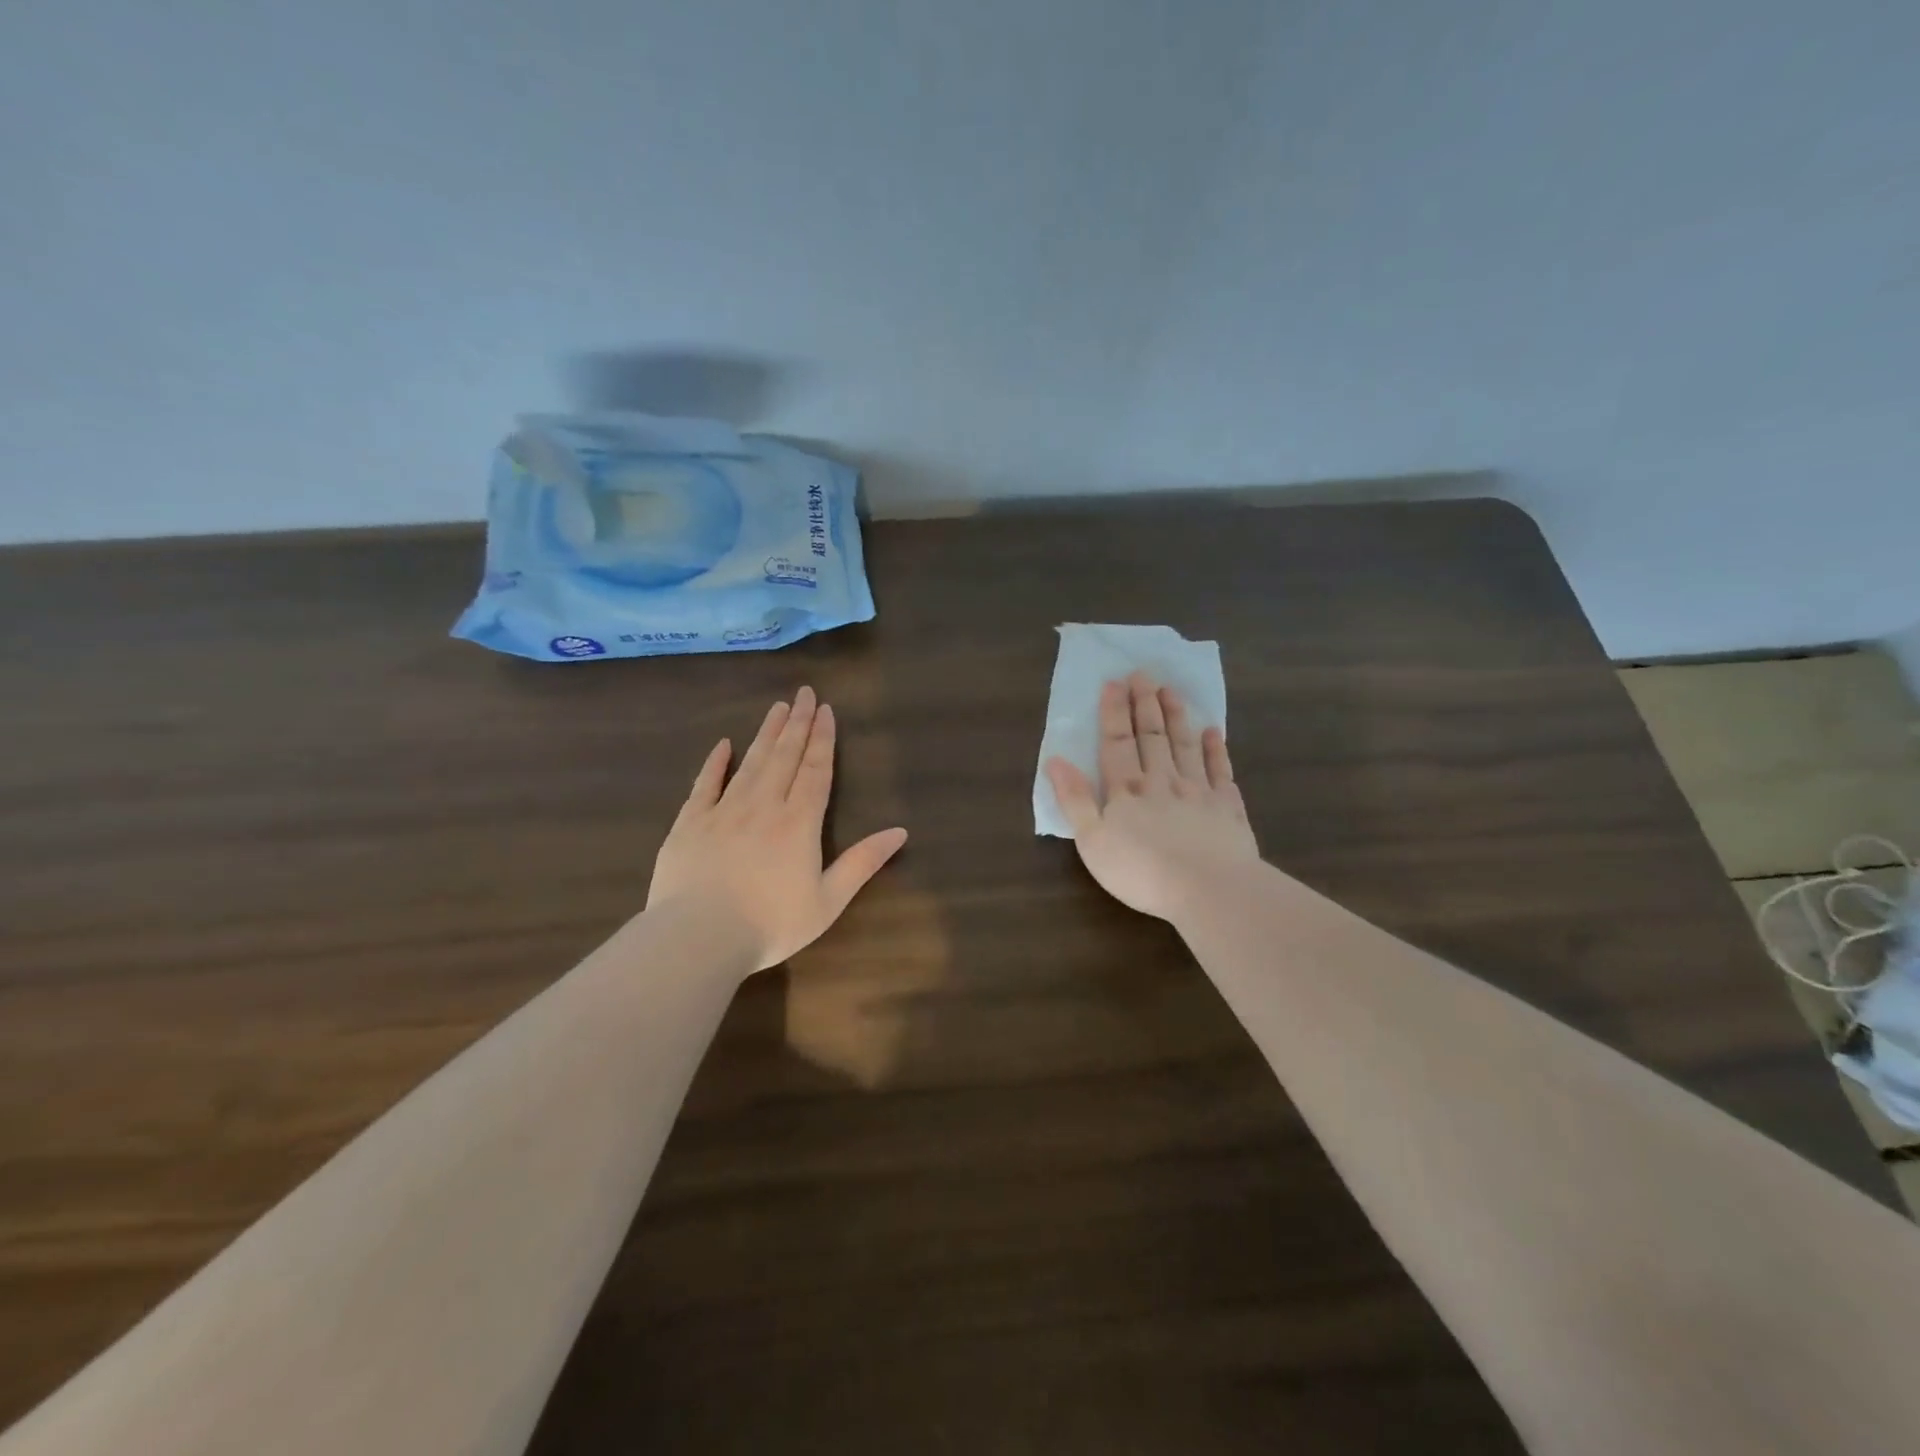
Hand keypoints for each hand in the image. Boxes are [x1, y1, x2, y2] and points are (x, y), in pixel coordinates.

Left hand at [647, 686, 908, 972]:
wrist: (698, 937)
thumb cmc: (770, 924)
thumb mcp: (828, 900)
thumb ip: (862, 863)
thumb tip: (900, 832)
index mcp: (799, 822)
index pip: (815, 770)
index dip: (822, 739)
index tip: (825, 710)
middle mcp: (763, 806)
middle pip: (784, 756)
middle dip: (797, 724)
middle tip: (804, 693)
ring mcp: (723, 811)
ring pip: (750, 762)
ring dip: (766, 734)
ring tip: (776, 708)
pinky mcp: (690, 823)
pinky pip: (705, 784)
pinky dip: (715, 763)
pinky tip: (723, 744)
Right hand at [1045, 672, 1258, 922]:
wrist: (1208, 890)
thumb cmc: (1141, 870)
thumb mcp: (1092, 841)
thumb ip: (1074, 799)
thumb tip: (1055, 759)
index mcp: (1126, 789)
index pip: (1117, 742)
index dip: (1114, 712)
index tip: (1114, 682)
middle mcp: (1162, 780)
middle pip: (1152, 736)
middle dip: (1145, 703)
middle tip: (1143, 674)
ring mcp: (1198, 791)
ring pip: (1185, 745)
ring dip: (1177, 717)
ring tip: (1171, 691)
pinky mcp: (1227, 808)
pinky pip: (1221, 771)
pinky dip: (1216, 749)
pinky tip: (1213, 732)